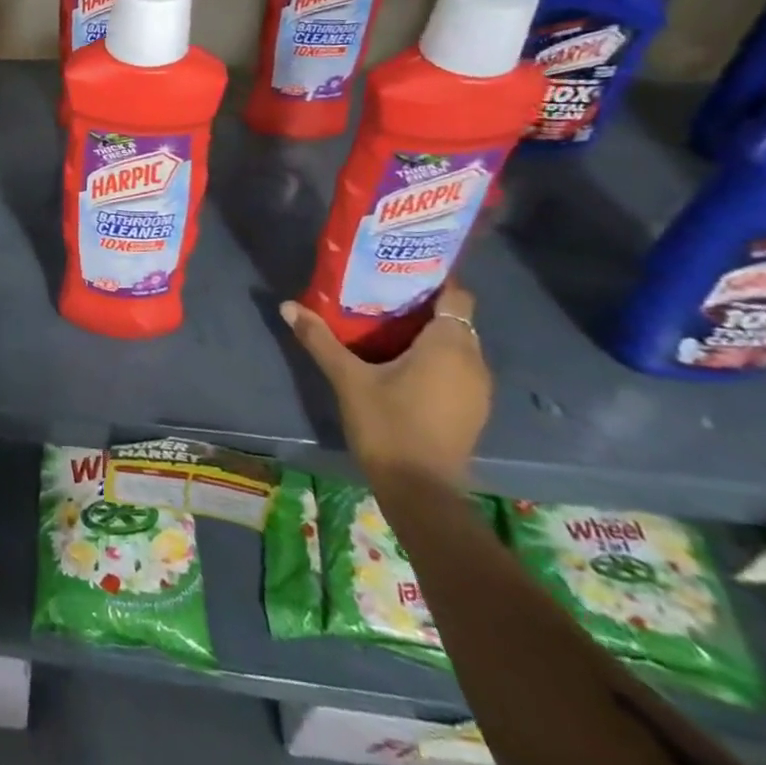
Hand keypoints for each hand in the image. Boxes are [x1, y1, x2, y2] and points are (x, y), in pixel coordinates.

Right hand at [282, 282, 490, 488]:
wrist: (421, 492)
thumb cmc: (388, 425)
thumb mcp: (347, 378)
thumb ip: (320, 339)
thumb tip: (288, 305)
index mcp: (449, 345)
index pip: (456, 295)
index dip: (433, 279)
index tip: (401, 272)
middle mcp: (473, 361)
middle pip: (454, 318)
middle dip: (423, 306)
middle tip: (382, 296)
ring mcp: (477, 388)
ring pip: (456, 345)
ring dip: (428, 335)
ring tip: (387, 327)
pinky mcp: (472, 410)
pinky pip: (457, 368)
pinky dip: (435, 359)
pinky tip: (401, 364)